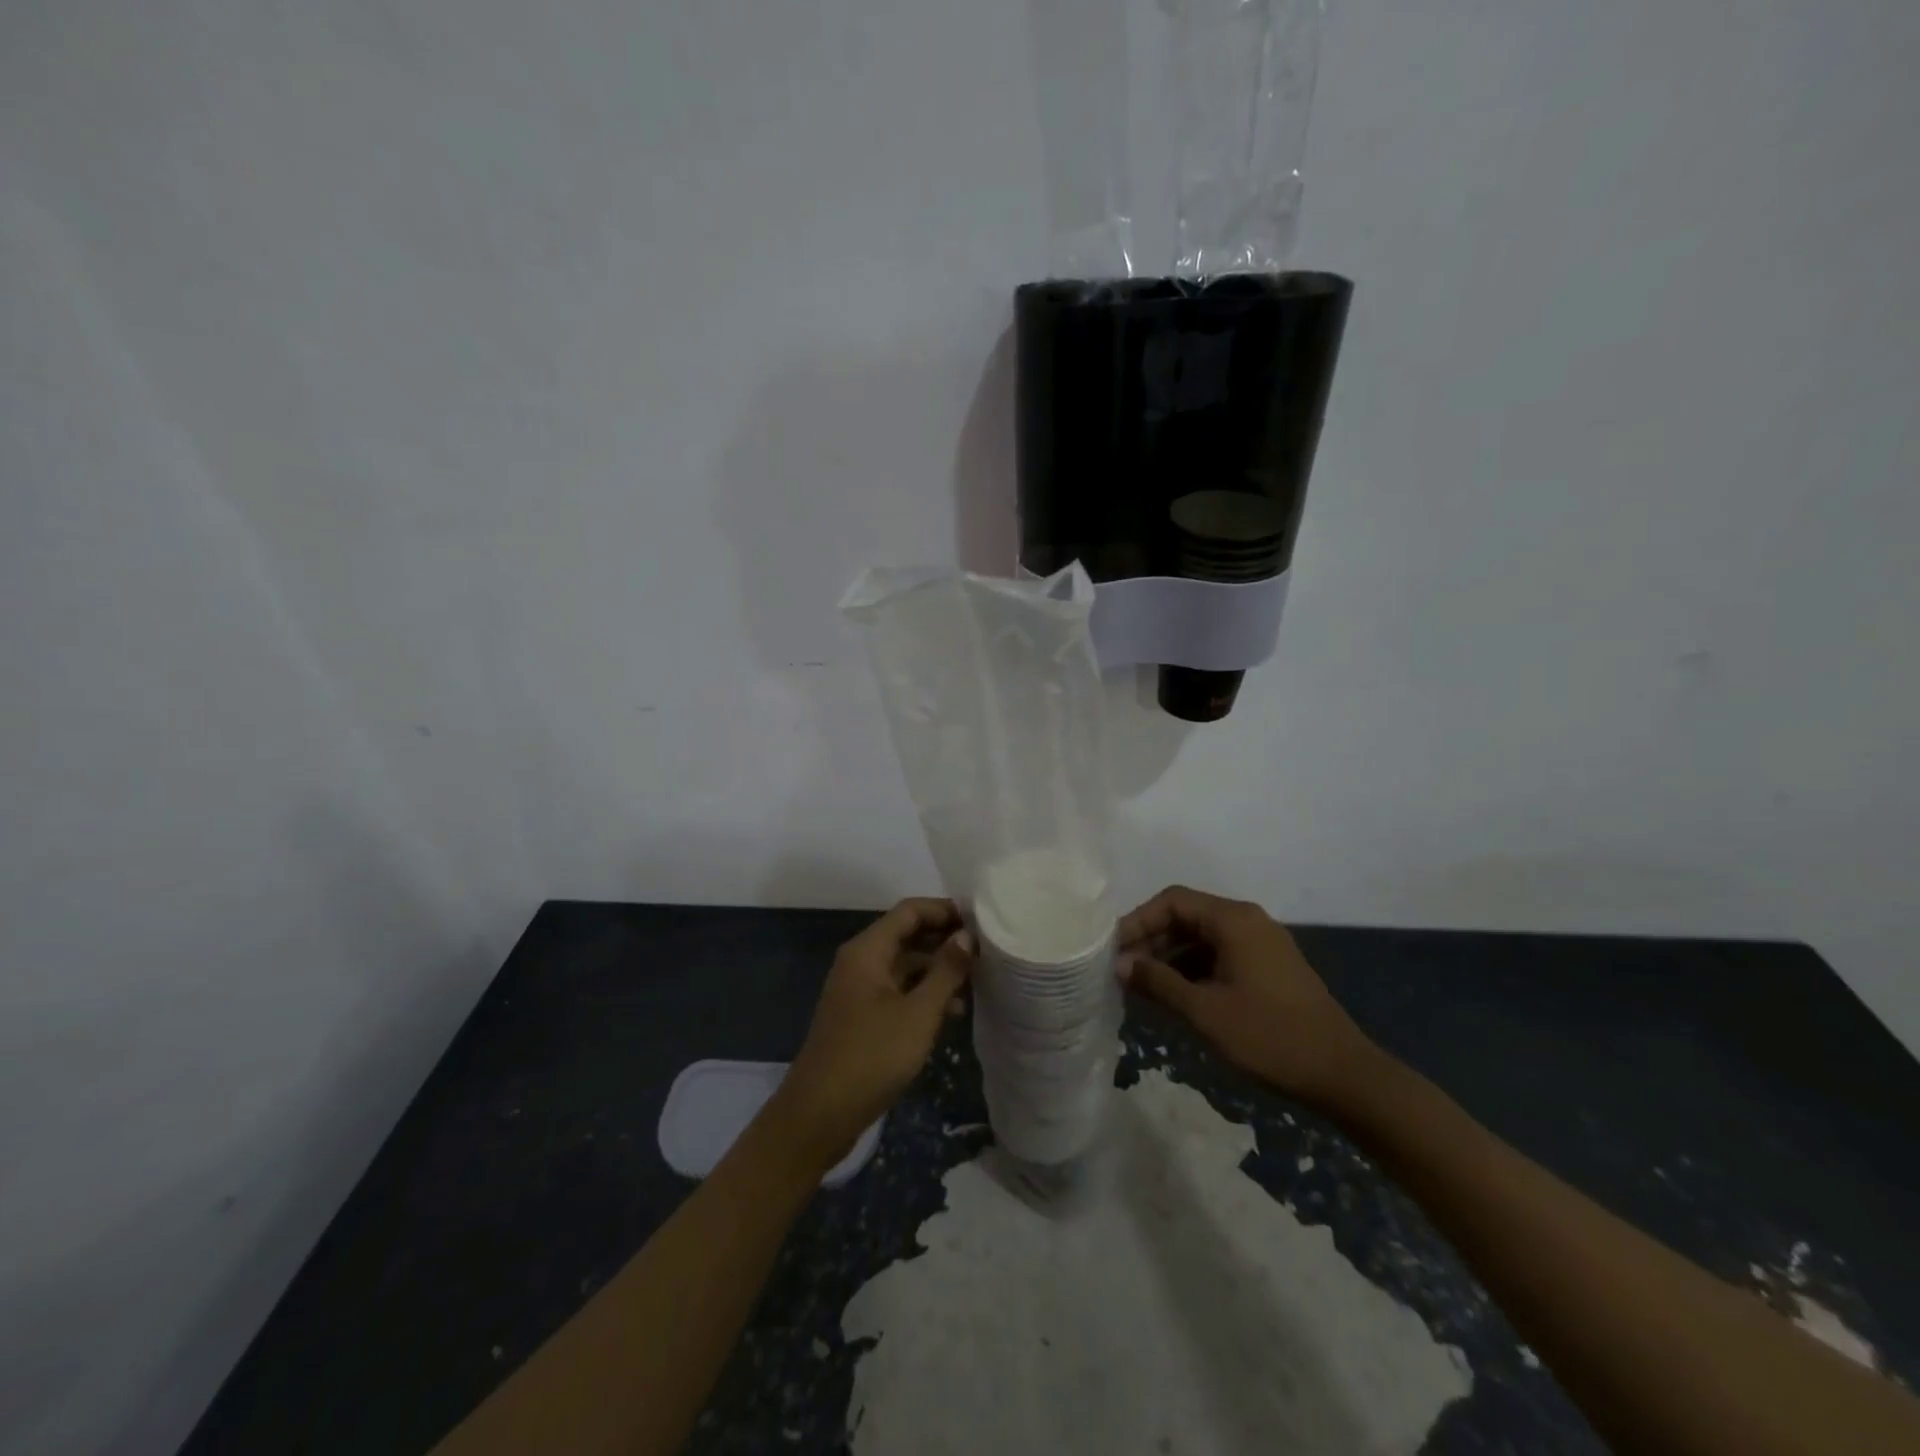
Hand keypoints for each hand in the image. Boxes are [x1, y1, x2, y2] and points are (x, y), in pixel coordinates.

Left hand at [771, 898, 973, 1169]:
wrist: (819, 1114)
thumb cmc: (872, 1056)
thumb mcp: (919, 1013)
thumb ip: (945, 970)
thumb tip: (966, 936)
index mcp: (868, 950)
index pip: (909, 911)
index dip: (944, 909)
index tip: (980, 920)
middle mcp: (860, 961)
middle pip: (906, 934)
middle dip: (944, 937)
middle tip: (984, 948)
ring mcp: (858, 989)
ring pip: (904, 964)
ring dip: (937, 967)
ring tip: (977, 979)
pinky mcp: (861, 1015)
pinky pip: (897, 989)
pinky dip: (923, 992)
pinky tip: (953, 1010)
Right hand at [1118, 885, 1373, 1107]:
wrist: (1343, 1075)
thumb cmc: (1269, 1037)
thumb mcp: (1205, 1011)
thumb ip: (1159, 982)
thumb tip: (1121, 964)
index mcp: (1234, 920)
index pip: (1172, 901)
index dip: (1138, 921)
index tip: (1114, 950)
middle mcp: (1248, 921)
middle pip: (1187, 916)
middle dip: (1152, 940)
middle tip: (1124, 971)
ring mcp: (1262, 944)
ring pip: (1202, 937)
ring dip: (1170, 957)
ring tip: (1143, 987)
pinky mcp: (1269, 968)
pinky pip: (1220, 955)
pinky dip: (1193, 969)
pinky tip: (1176, 996)